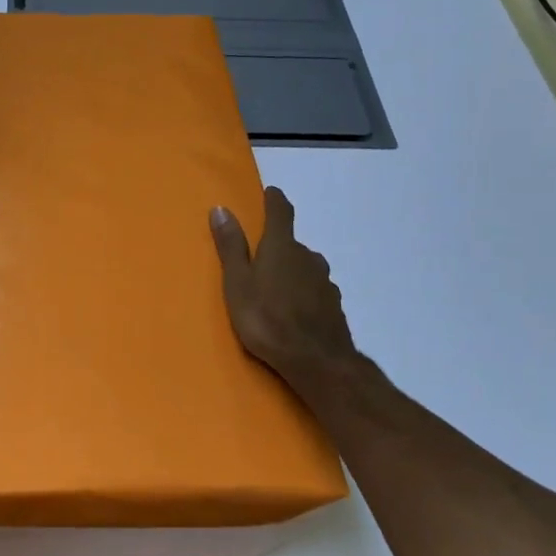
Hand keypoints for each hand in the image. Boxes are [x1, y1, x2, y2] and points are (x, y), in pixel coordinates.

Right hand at [210, 187, 365, 399]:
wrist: (317, 362)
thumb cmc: (266, 319)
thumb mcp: (238, 283)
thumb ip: (231, 247)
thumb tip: (221, 209)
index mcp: (281, 247)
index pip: (280, 212)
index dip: (274, 201)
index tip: (270, 193)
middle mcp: (307, 257)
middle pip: (292, 244)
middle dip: (277, 247)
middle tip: (259, 261)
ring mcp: (325, 282)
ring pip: (306, 268)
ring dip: (292, 272)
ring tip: (275, 290)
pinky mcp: (334, 306)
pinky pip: (315, 291)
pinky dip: (304, 293)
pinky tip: (294, 311)